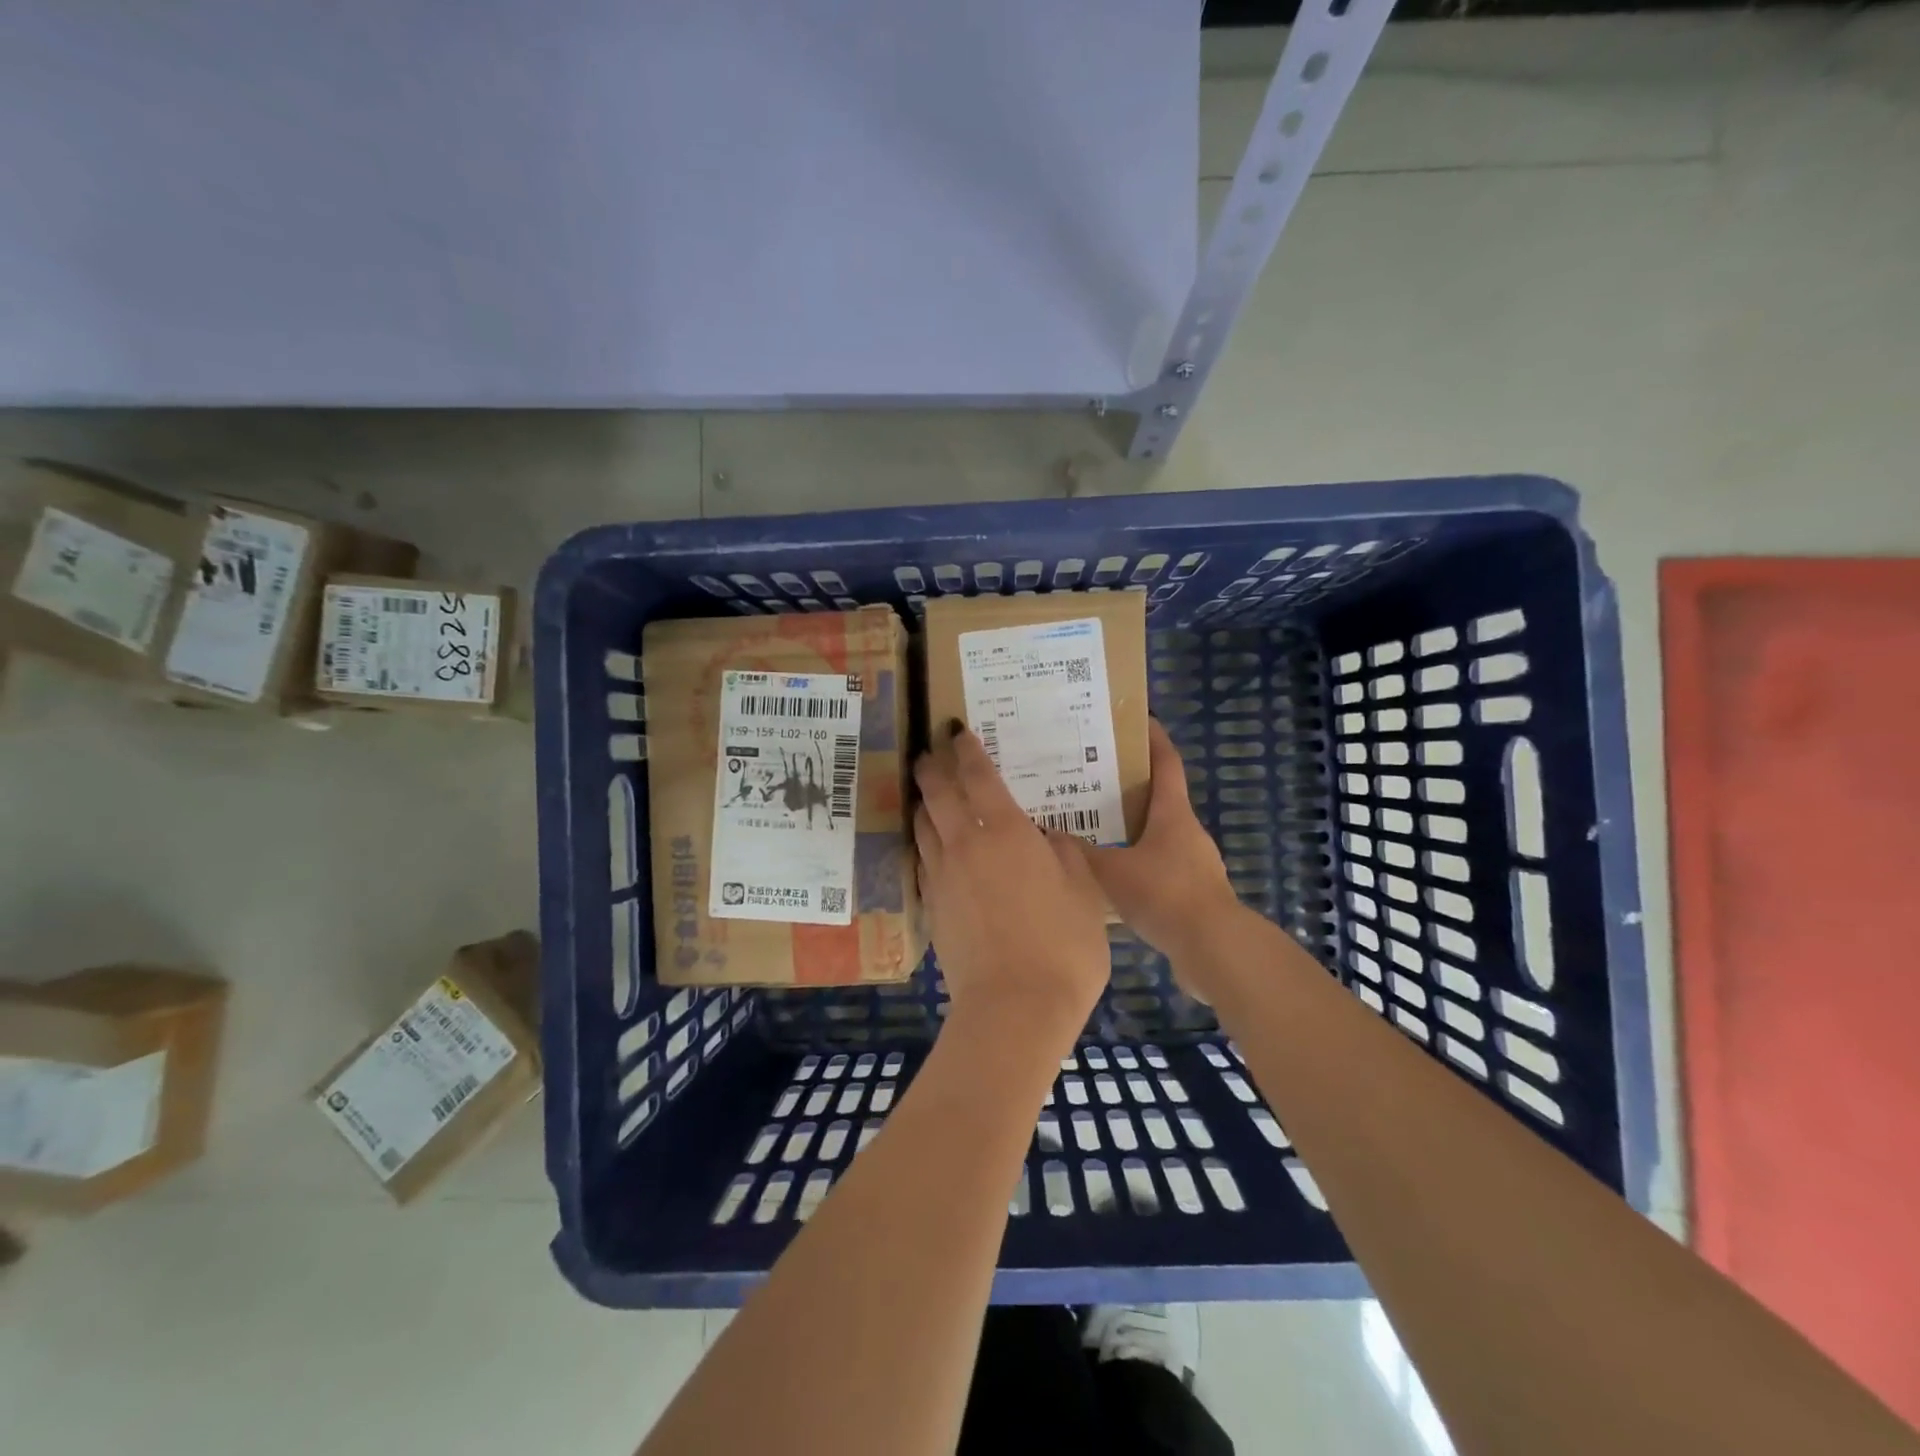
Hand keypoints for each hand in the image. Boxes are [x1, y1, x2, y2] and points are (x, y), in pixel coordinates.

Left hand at [913, 727, 1110, 1050]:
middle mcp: (966, 844)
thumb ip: (1063, 853)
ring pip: (923, 824)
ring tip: (926, 790)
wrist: (1014, 1007)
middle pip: (938, 793)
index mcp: (1006, 832)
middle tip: (929, 749)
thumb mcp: (1084, 891)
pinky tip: (931, 843)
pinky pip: (923, 859)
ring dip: (923, 801)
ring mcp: (943, 876)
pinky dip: (925, 840)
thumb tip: (1047, 836)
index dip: (966, 749)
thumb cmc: (1063, 944)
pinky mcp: (933, 906)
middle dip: (932, 766)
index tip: (956, 730)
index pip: (978, 776)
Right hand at [1076, 719, 1240, 971]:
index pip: (1166, 763)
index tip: (1137, 720)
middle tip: (1092, 779)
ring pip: (1158, 833)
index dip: (1154, 739)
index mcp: (1173, 813)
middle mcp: (1187, 831)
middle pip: (1160, 797)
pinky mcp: (1193, 892)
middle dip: (1130, 785)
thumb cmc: (1163, 894)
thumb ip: (1080, 853)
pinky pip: (1160, 865)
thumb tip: (1049, 834)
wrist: (1211, 947)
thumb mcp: (1111, 871)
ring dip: (1132, 827)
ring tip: (1095, 828)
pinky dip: (1138, 861)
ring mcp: (1195, 862)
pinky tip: (1112, 876)